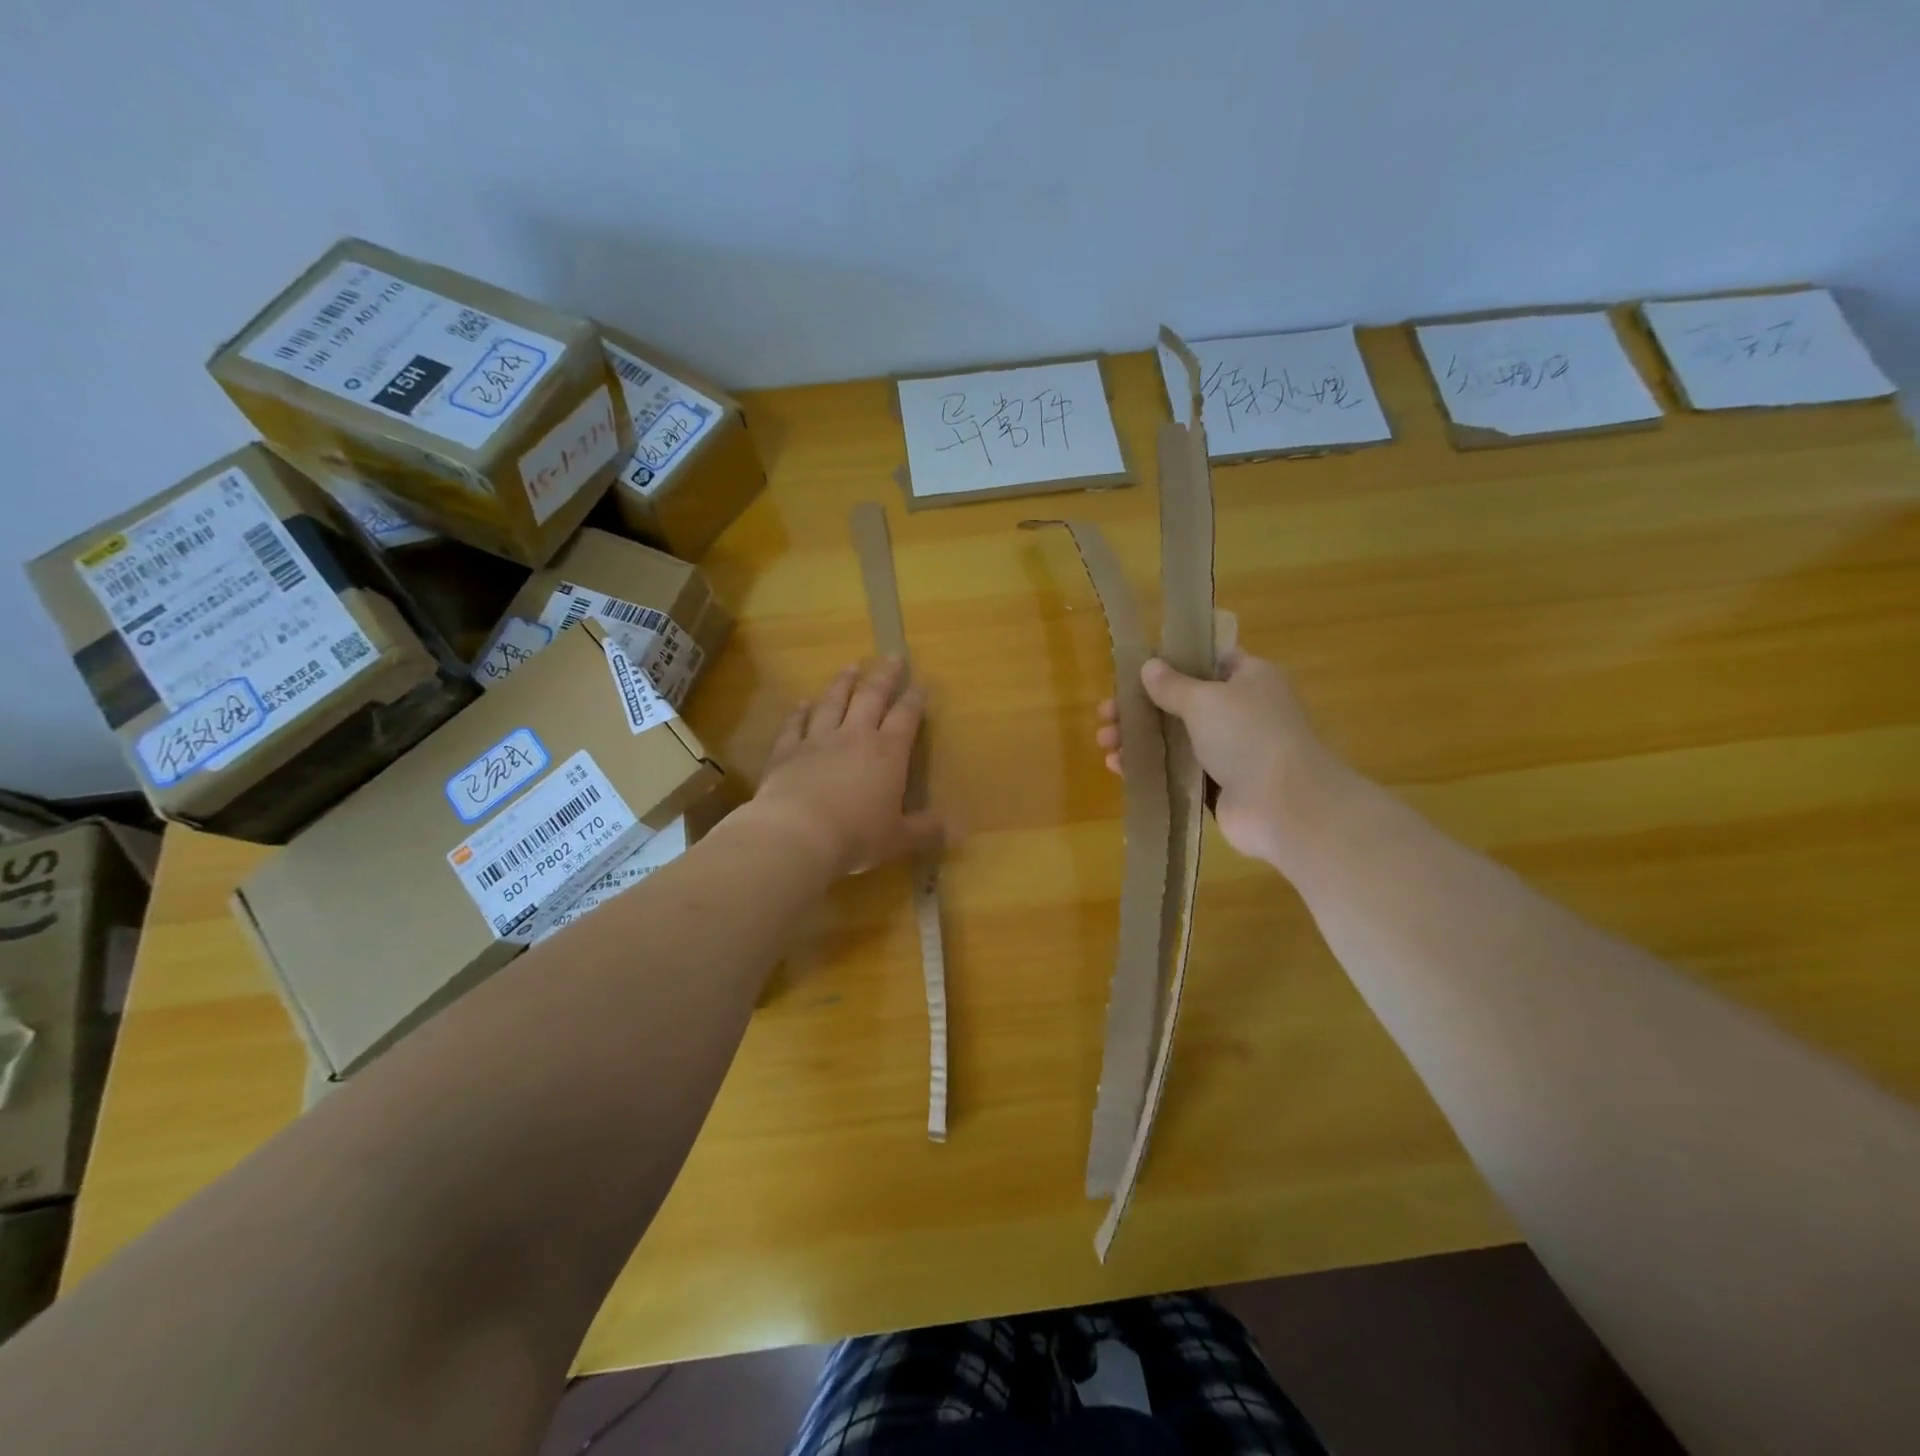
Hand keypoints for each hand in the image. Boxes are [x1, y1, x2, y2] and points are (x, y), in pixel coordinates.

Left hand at [749, 658, 942, 876]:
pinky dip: (799, 712)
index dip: (915, 700)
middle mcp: (854, 736)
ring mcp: (818, 740)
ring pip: (832, 702)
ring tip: (850, 666)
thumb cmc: (856, 836)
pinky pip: (794, 725)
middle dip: (884, 676)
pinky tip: (802, 702)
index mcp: (888, 753)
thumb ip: (927, 830)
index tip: (921, 683)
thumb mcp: (899, 838)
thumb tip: (959, 830)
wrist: (797, 834)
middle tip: (892, 655)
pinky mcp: (787, 751)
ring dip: (843, 683)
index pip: (906, 717)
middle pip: (871, 697)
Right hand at [1096, 649, 1347, 869]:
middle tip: (1106, 713)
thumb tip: (1149, 667)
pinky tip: (1118, 767)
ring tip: (1105, 742)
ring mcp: (1230, 750)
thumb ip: (1172, 685)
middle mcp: (1241, 711)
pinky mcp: (1217, 785)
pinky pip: (1176, 770)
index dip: (1171, 662)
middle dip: (1141, 706)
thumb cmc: (1248, 737)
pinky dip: (1149, 766)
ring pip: (1175, 737)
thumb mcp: (1205, 700)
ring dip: (1138, 737)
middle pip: (1182, 702)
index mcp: (1249, 679)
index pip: (1207, 660)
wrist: (1285, 806)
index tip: (1135, 670)